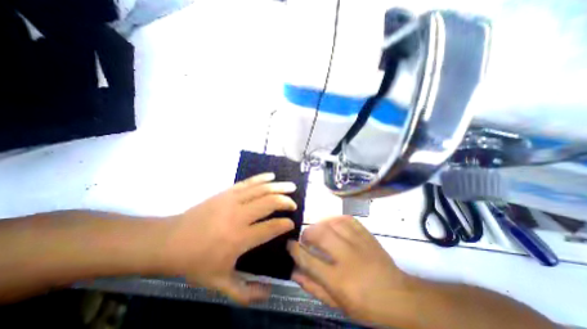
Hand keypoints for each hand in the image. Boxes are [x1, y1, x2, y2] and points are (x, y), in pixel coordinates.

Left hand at [160, 173, 295, 304]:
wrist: (169, 241)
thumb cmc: (196, 263)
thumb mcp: (220, 284)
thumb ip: (246, 292)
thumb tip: (269, 294)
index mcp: (240, 238)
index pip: (271, 227)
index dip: (284, 224)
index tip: (291, 223)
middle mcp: (239, 216)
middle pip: (269, 203)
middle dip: (285, 202)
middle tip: (294, 204)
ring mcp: (233, 200)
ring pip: (262, 190)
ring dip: (279, 187)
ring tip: (291, 186)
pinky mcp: (227, 192)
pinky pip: (249, 182)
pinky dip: (262, 178)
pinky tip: (271, 176)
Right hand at [288, 214, 413, 324]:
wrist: (400, 296)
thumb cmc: (366, 305)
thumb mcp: (337, 304)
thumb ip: (313, 287)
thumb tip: (294, 271)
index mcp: (339, 280)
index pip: (309, 259)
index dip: (295, 249)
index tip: (289, 244)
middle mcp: (347, 257)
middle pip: (320, 234)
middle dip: (307, 233)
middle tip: (305, 238)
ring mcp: (358, 243)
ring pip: (332, 223)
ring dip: (320, 224)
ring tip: (317, 231)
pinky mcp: (366, 234)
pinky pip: (347, 219)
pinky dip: (335, 219)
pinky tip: (332, 224)